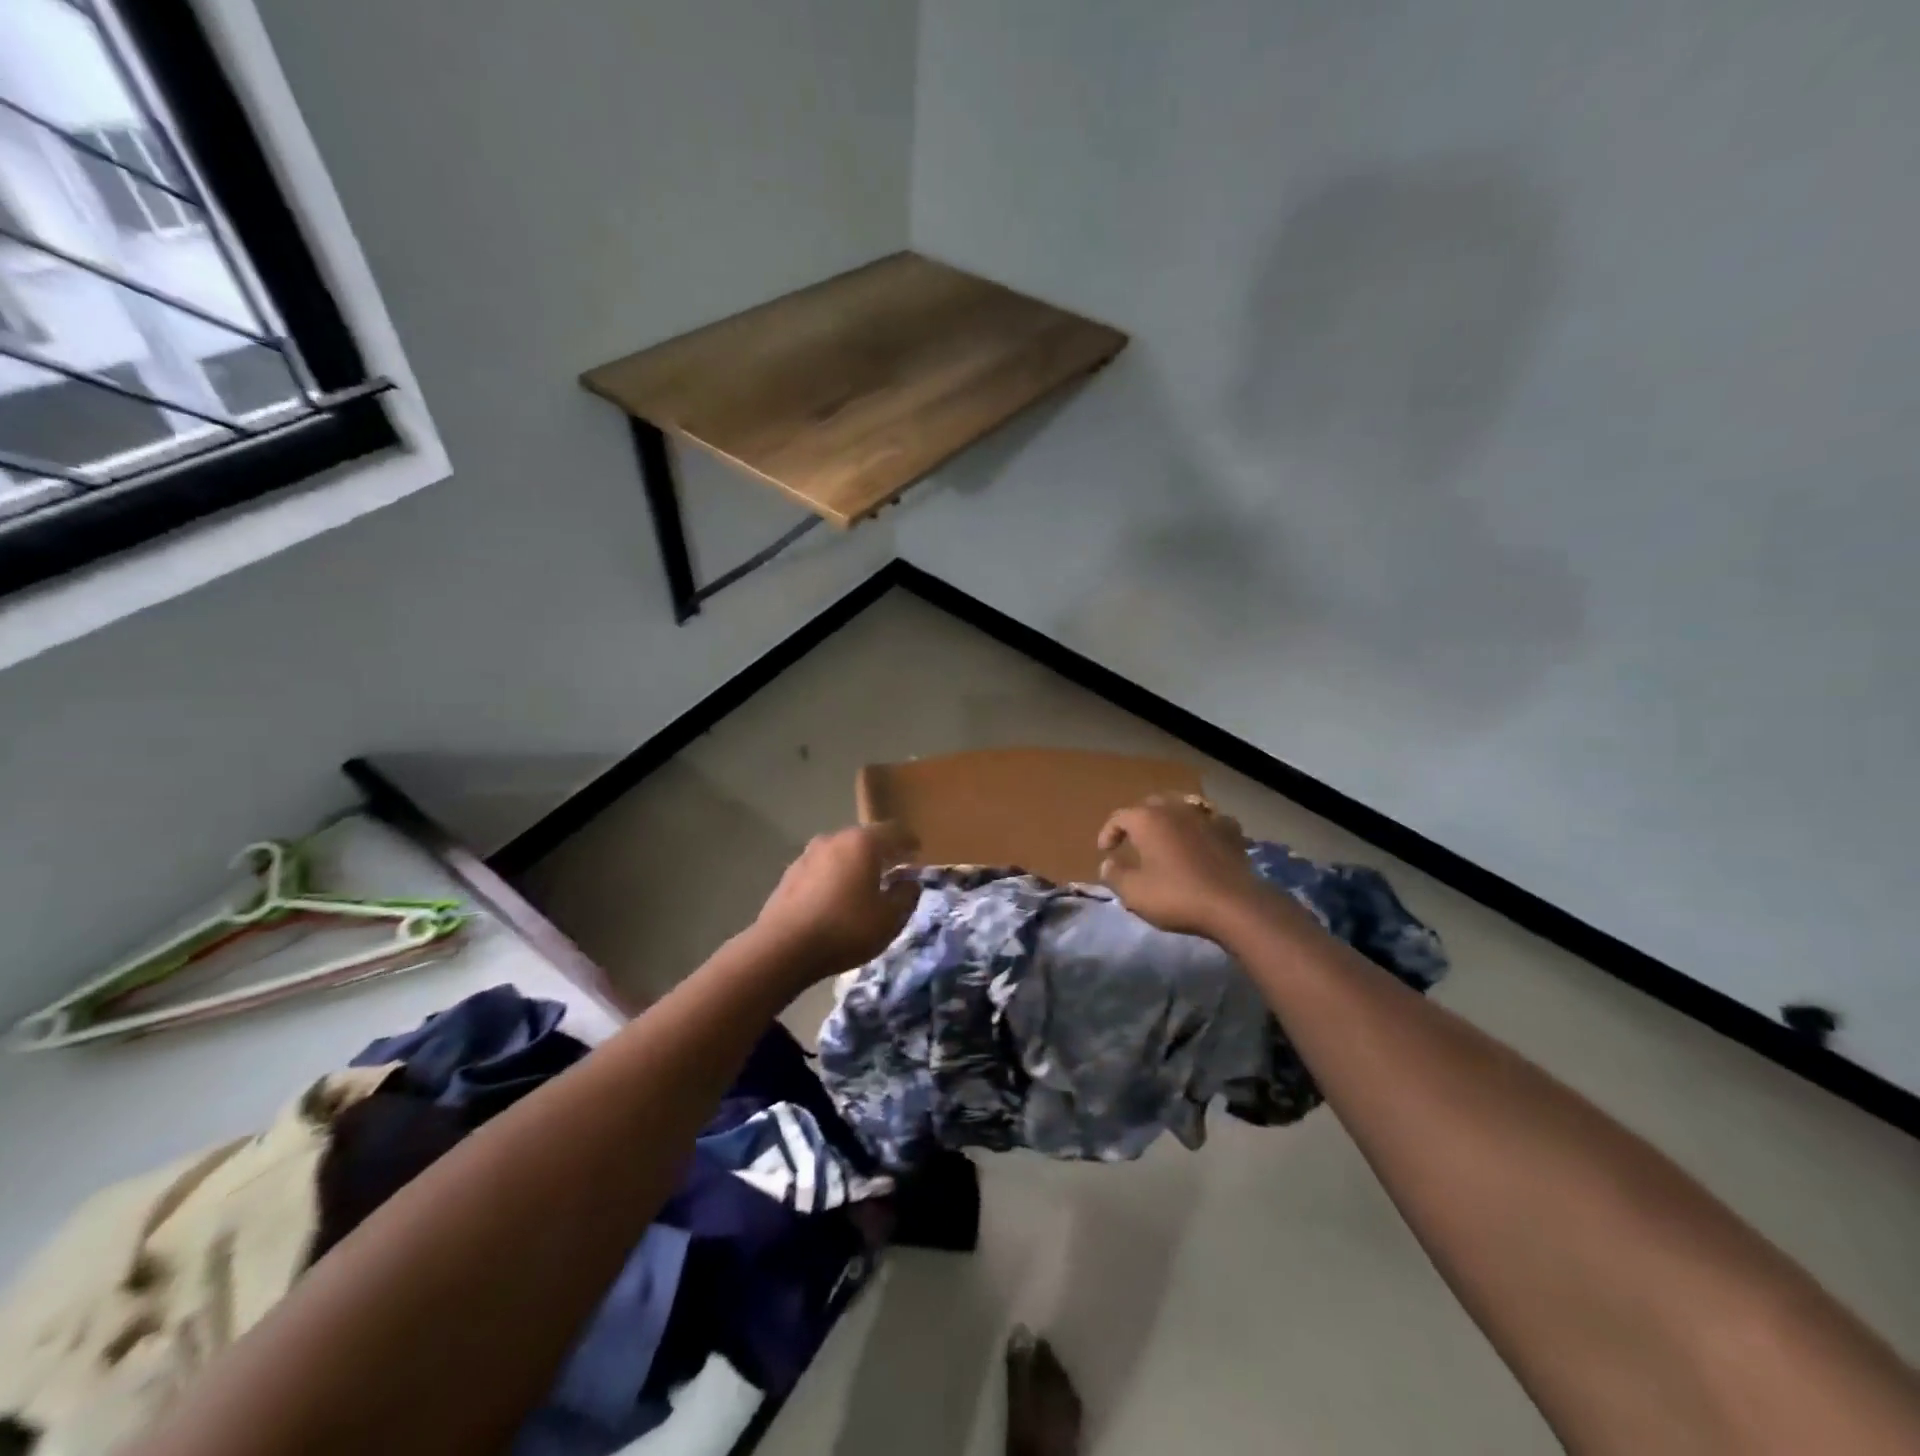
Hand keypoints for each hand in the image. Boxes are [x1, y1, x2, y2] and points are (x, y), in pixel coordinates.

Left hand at [751, 823, 921, 980]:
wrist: (782, 948)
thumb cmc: (845, 929)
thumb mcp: (890, 919)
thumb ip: (906, 895)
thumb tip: (909, 882)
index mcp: (863, 843)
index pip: (895, 831)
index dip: (910, 842)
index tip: (919, 853)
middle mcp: (835, 839)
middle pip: (867, 838)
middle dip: (883, 852)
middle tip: (896, 869)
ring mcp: (808, 854)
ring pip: (842, 852)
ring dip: (857, 864)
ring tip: (866, 884)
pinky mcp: (790, 873)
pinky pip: (823, 868)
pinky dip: (836, 875)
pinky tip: (838, 897)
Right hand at [1097, 796, 1272, 939]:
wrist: (1234, 905)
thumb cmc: (1176, 896)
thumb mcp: (1134, 892)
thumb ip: (1114, 875)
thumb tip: (1107, 863)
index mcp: (1148, 820)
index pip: (1119, 817)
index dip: (1109, 832)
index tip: (1105, 851)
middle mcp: (1175, 809)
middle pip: (1151, 806)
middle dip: (1138, 820)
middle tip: (1133, 840)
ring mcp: (1206, 817)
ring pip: (1182, 808)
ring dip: (1170, 820)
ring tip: (1167, 836)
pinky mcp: (1230, 831)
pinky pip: (1210, 821)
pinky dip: (1201, 827)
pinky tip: (1202, 839)